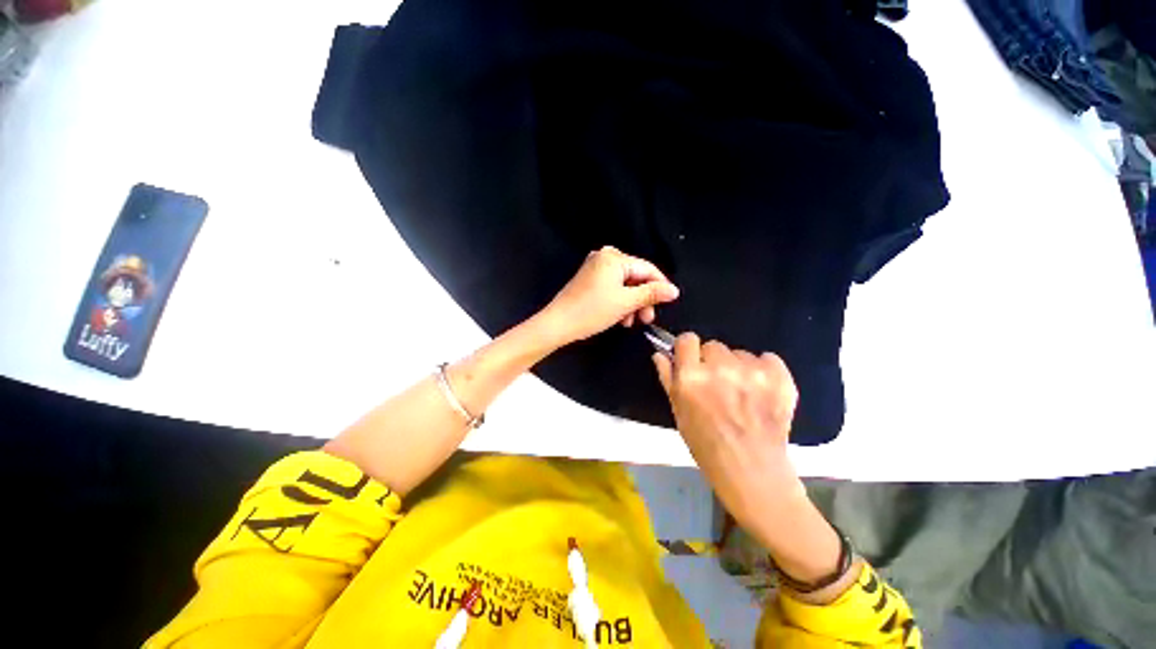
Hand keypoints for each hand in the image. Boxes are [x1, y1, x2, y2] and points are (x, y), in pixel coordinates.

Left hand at [538, 246, 678, 346]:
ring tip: (630, 322)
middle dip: (643, 299)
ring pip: (625, 285)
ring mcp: (595, 268)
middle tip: (647, 319)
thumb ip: (651, 294)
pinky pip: (612, 288)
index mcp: (614, 258)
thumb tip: (673, 290)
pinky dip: (619, 302)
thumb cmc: (591, 311)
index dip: (660, 286)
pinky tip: (620, 318)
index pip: (647, 269)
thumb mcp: (625, 303)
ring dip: (631, 304)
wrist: (558, 324)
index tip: (669, 303)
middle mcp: (605, 257)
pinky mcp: (590, 280)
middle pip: (635, 277)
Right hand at [652, 335, 811, 548]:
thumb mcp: (678, 412)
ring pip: (739, 353)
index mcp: (691, 377)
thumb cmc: (706, 445)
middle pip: (713, 346)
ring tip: (742, 394)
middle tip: (717, 385)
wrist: (752, 472)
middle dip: (712, 361)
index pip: (687, 339)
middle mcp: (720, 368)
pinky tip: (761, 391)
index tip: (692, 362)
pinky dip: (763, 370)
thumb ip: (668, 378)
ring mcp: (752, 371)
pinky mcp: (779, 377)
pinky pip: (767, 358)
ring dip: (738, 367)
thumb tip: (660, 353)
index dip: (688, 350)